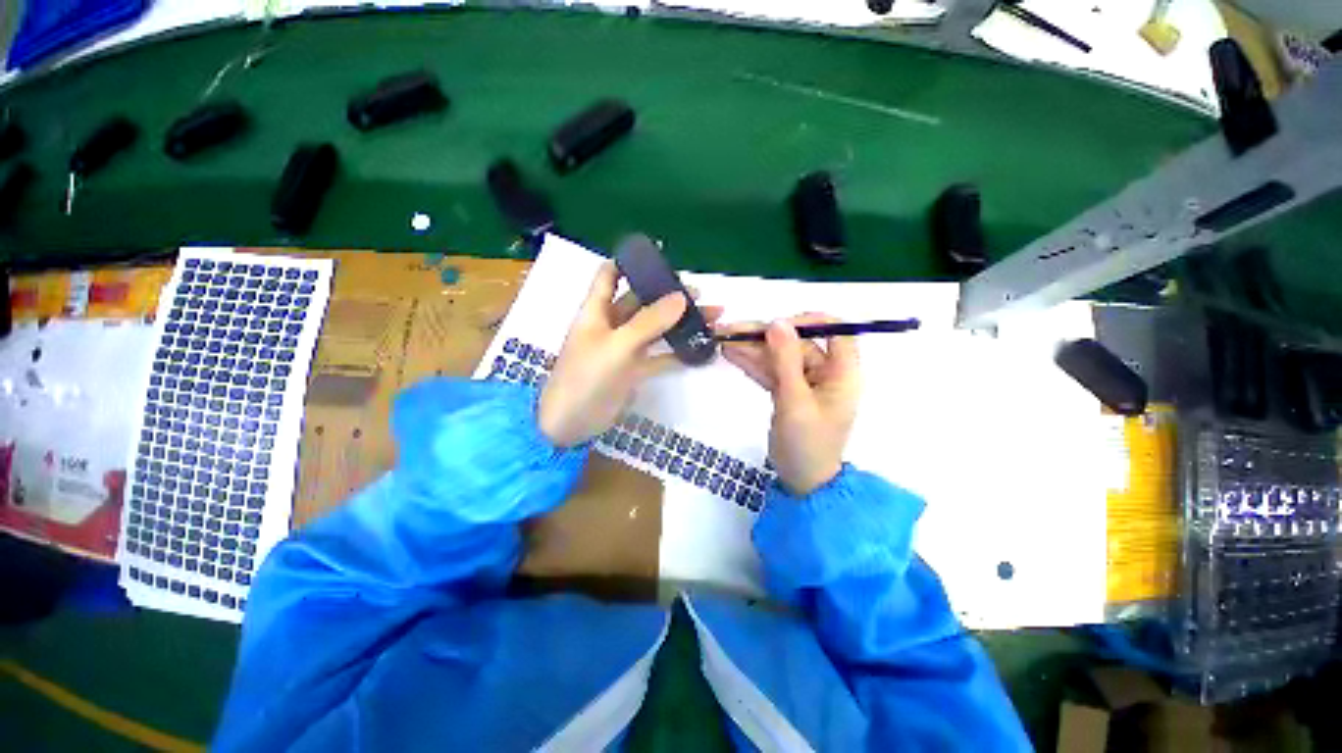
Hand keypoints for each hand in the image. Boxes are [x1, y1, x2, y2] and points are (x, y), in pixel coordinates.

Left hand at [538, 262, 721, 446]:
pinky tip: (700, 351)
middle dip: (667, 295)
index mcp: (597, 310)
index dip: (630, 263)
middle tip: (700, 295)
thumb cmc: (585, 378)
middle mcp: (611, 325)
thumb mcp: (617, 345)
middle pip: (641, 301)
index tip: (660, 259)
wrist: (571, 423)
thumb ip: (649, 322)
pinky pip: (660, 356)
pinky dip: (678, 353)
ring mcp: (624, 348)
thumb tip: (681, 297)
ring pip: (655, 329)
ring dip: (679, 324)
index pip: (610, 275)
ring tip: (710, 319)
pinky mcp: (633, 370)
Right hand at [721, 314, 859, 495]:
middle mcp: (825, 372)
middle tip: (731, 330)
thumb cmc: (807, 443)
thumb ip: (786, 360)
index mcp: (841, 373)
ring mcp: (804, 382)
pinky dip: (752, 364)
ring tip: (722, 339)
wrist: (801, 481)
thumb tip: (777, 322)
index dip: (808, 322)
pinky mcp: (788, 392)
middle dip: (764, 336)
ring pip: (778, 356)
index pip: (835, 331)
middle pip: (796, 343)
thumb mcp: (795, 401)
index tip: (776, 324)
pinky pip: (771, 372)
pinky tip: (731, 354)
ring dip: (752, 348)